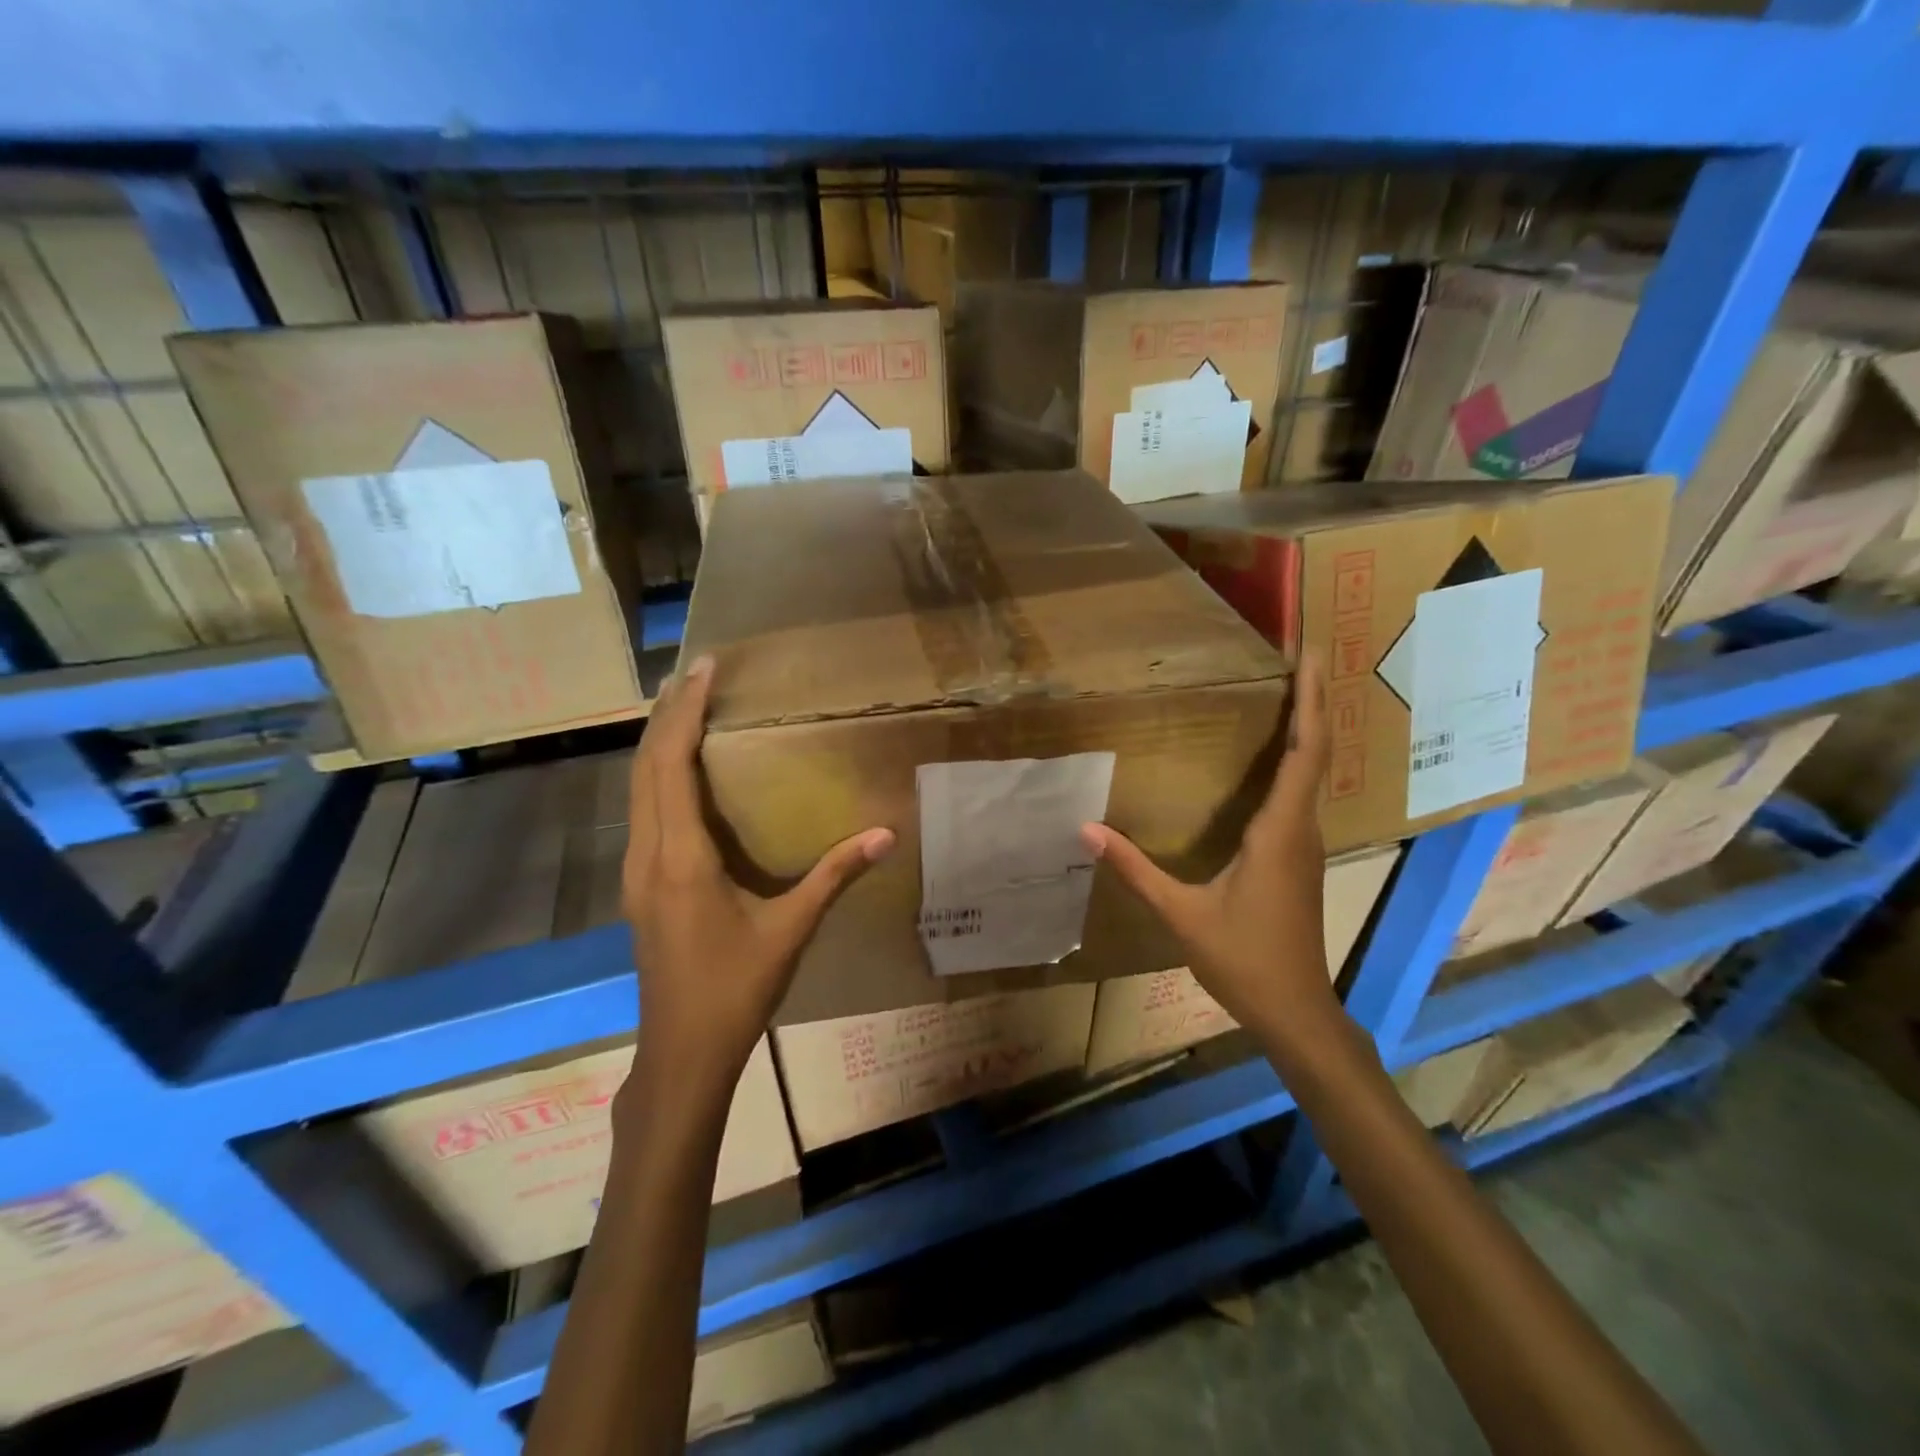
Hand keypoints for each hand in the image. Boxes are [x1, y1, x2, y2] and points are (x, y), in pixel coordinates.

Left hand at [621, 655, 895, 1086]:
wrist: (683, 1052)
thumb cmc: (736, 989)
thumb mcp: (791, 930)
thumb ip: (835, 875)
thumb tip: (887, 834)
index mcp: (681, 858)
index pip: (672, 766)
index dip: (685, 712)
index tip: (705, 670)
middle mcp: (648, 855)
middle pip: (645, 767)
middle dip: (667, 714)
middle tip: (696, 673)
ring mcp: (636, 872)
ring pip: (636, 788)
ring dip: (658, 742)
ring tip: (684, 705)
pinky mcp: (640, 886)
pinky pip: (642, 811)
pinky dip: (657, 774)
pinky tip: (680, 770)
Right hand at [1081, 650, 1336, 1051]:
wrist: (1295, 1010)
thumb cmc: (1243, 959)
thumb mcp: (1181, 913)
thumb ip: (1135, 869)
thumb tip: (1087, 830)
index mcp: (1279, 832)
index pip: (1304, 754)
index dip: (1312, 703)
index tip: (1311, 658)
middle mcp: (1301, 830)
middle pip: (1317, 753)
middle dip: (1315, 702)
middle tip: (1304, 657)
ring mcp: (1305, 845)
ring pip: (1313, 774)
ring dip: (1308, 729)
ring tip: (1291, 692)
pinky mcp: (1299, 859)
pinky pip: (1302, 796)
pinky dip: (1296, 762)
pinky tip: (1274, 758)